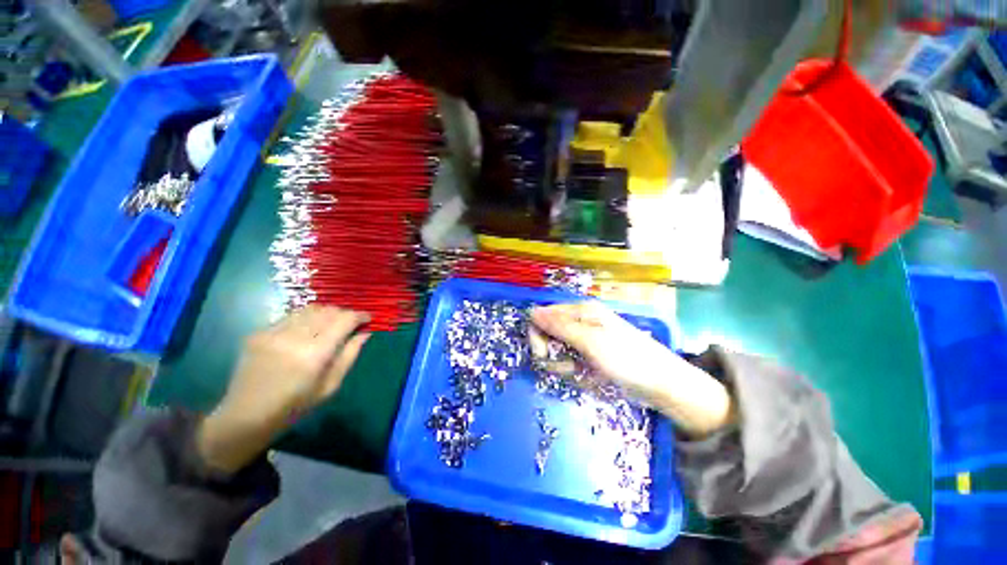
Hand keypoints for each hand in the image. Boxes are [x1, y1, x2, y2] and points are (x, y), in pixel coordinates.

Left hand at [197, 306, 370, 472]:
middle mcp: (295, 337)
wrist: (246, 416)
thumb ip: (350, 355)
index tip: (367, 319)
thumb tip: (365, 333)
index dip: (360, 316)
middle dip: (344, 314)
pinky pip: (291, 316)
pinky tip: (305, 332)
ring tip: (329, 325)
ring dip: (326, 313)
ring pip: (310, 309)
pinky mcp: (259, 332)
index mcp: (315, 353)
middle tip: (349, 325)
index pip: (345, 320)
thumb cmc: (295, 406)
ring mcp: (274, 332)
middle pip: (329, 310)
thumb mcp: (331, 386)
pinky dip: (306, 319)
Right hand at [530, 302, 732, 437]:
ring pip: (557, 349)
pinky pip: (569, 360)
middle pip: (548, 332)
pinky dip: (573, 370)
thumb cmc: (627, 360)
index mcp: (581, 310)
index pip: (543, 315)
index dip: (538, 335)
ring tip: (581, 372)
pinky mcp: (589, 354)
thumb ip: (560, 327)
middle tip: (567, 366)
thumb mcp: (591, 342)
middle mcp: (581, 320)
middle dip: (551, 352)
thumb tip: (531, 312)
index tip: (543, 355)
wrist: (661, 385)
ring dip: (563, 364)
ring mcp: (585, 338)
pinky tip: (586, 376)